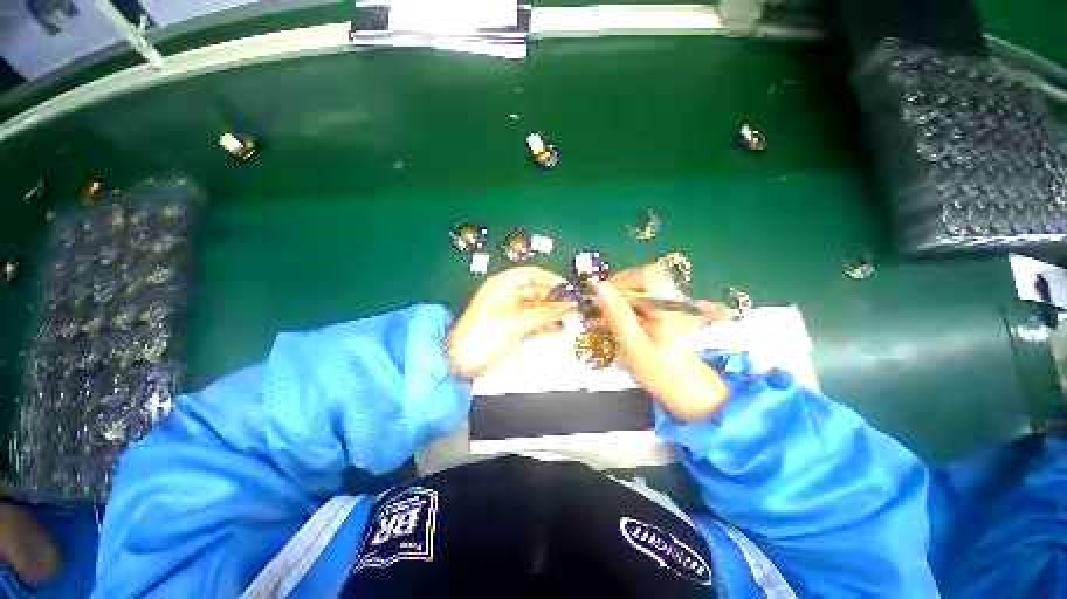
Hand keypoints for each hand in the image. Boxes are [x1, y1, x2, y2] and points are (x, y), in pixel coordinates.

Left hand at [448, 266, 575, 378]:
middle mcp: (508, 295)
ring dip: (551, 312)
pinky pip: (533, 320)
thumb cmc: (484, 335)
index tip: (568, 289)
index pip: (532, 274)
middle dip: (554, 298)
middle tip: (572, 307)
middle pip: (536, 290)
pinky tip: (559, 328)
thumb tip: (566, 305)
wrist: (461, 362)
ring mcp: (511, 312)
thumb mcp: (516, 322)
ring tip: (570, 319)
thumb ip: (544, 313)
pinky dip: (545, 324)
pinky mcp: (513, 326)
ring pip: (536, 306)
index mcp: (503, 285)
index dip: (551, 279)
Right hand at [591, 265, 729, 421]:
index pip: (647, 275)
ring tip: (596, 319)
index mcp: (668, 307)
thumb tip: (600, 288)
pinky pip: (638, 306)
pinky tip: (606, 325)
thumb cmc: (663, 375)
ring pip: (637, 294)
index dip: (622, 281)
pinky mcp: (662, 318)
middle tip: (596, 310)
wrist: (689, 394)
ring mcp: (667, 310)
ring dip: (615, 304)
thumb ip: (618, 316)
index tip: (602, 297)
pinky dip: (621, 312)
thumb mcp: (635, 347)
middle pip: (640, 283)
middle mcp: (670, 303)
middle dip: (615, 294)